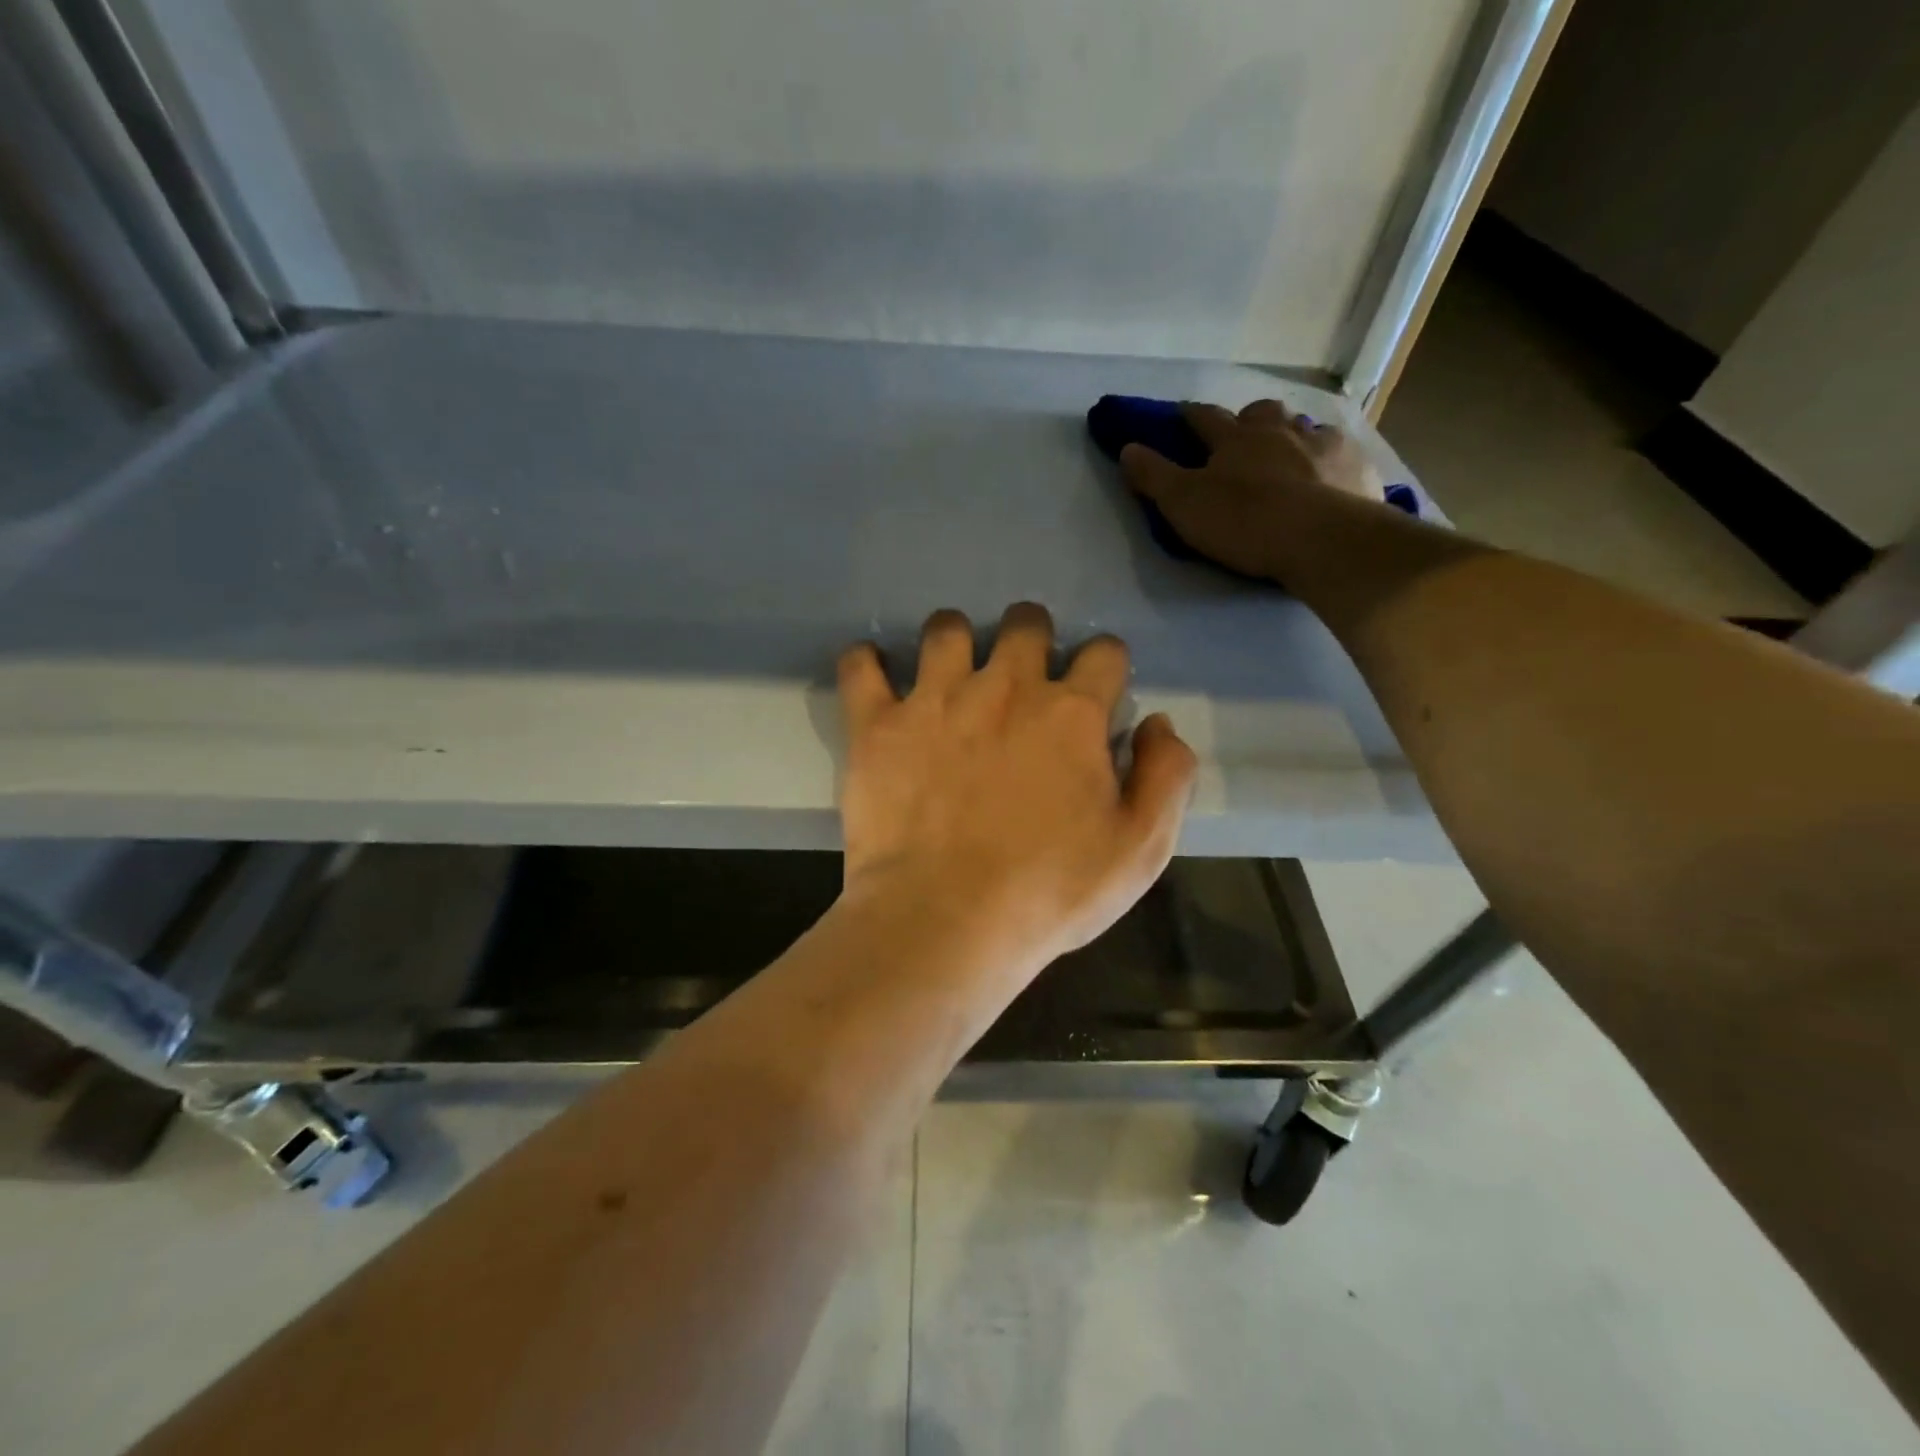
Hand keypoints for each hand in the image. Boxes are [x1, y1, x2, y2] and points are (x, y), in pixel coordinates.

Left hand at [836, 604, 1196, 986]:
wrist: (943, 923)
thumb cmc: (1048, 893)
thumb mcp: (1139, 849)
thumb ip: (1165, 776)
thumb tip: (1157, 723)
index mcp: (1070, 714)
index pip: (1104, 653)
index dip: (1106, 666)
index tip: (1098, 691)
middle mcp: (1004, 687)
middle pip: (1025, 624)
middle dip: (1033, 638)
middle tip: (1023, 676)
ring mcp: (934, 700)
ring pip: (946, 628)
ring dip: (956, 640)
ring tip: (951, 673)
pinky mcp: (877, 725)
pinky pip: (860, 666)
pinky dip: (866, 662)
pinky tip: (874, 672)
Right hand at [1120, 400, 1384, 579]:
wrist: (1323, 539)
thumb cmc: (1244, 521)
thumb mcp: (1183, 504)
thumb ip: (1154, 476)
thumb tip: (1127, 447)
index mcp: (1235, 438)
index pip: (1205, 418)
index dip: (1190, 415)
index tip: (1181, 414)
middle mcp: (1280, 430)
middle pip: (1262, 413)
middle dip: (1249, 419)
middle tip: (1244, 436)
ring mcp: (1323, 445)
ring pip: (1304, 428)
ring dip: (1292, 436)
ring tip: (1289, 455)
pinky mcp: (1356, 467)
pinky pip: (1341, 454)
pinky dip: (1330, 460)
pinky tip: (1330, 475)